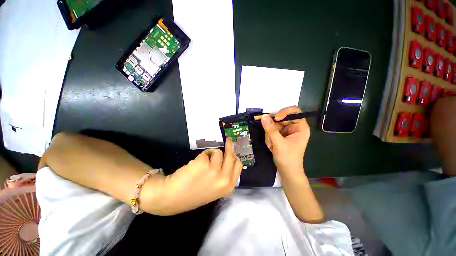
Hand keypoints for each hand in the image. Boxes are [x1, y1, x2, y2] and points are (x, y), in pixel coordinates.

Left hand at [158, 138, 242, 214]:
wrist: (173, 197)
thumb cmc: (194, 193)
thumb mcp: (215, 188)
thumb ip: (225, 175)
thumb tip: (229, 158)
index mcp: (228, 186)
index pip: (238, 165)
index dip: (235, 157)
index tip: (232, 151)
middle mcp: (224, 179)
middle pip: (231, 156)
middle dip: (230, 146)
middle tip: (228, 140)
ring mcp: (214, 171)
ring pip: (218, 152)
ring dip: (211, 154)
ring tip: (202, 163)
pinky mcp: (204, 163)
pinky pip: (207, 152)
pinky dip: (202, 156)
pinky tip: (195, 165)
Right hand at [261, 106, 309, 175]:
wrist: (287, 171)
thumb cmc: (287, 158)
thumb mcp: (279, 143)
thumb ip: (271, 129)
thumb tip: (263, 116)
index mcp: (300, 127)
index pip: (294, 111)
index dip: (284, 112)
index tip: (275, 118)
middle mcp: (294, 127)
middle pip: (281, 118)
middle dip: (273, 127)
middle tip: (269, 135)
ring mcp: (287, 131)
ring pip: (274, 125)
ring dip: (270, 134)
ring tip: (272, 145)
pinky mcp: (281, 135)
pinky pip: (272, 130)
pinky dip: (269, 137)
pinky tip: (271, 146)